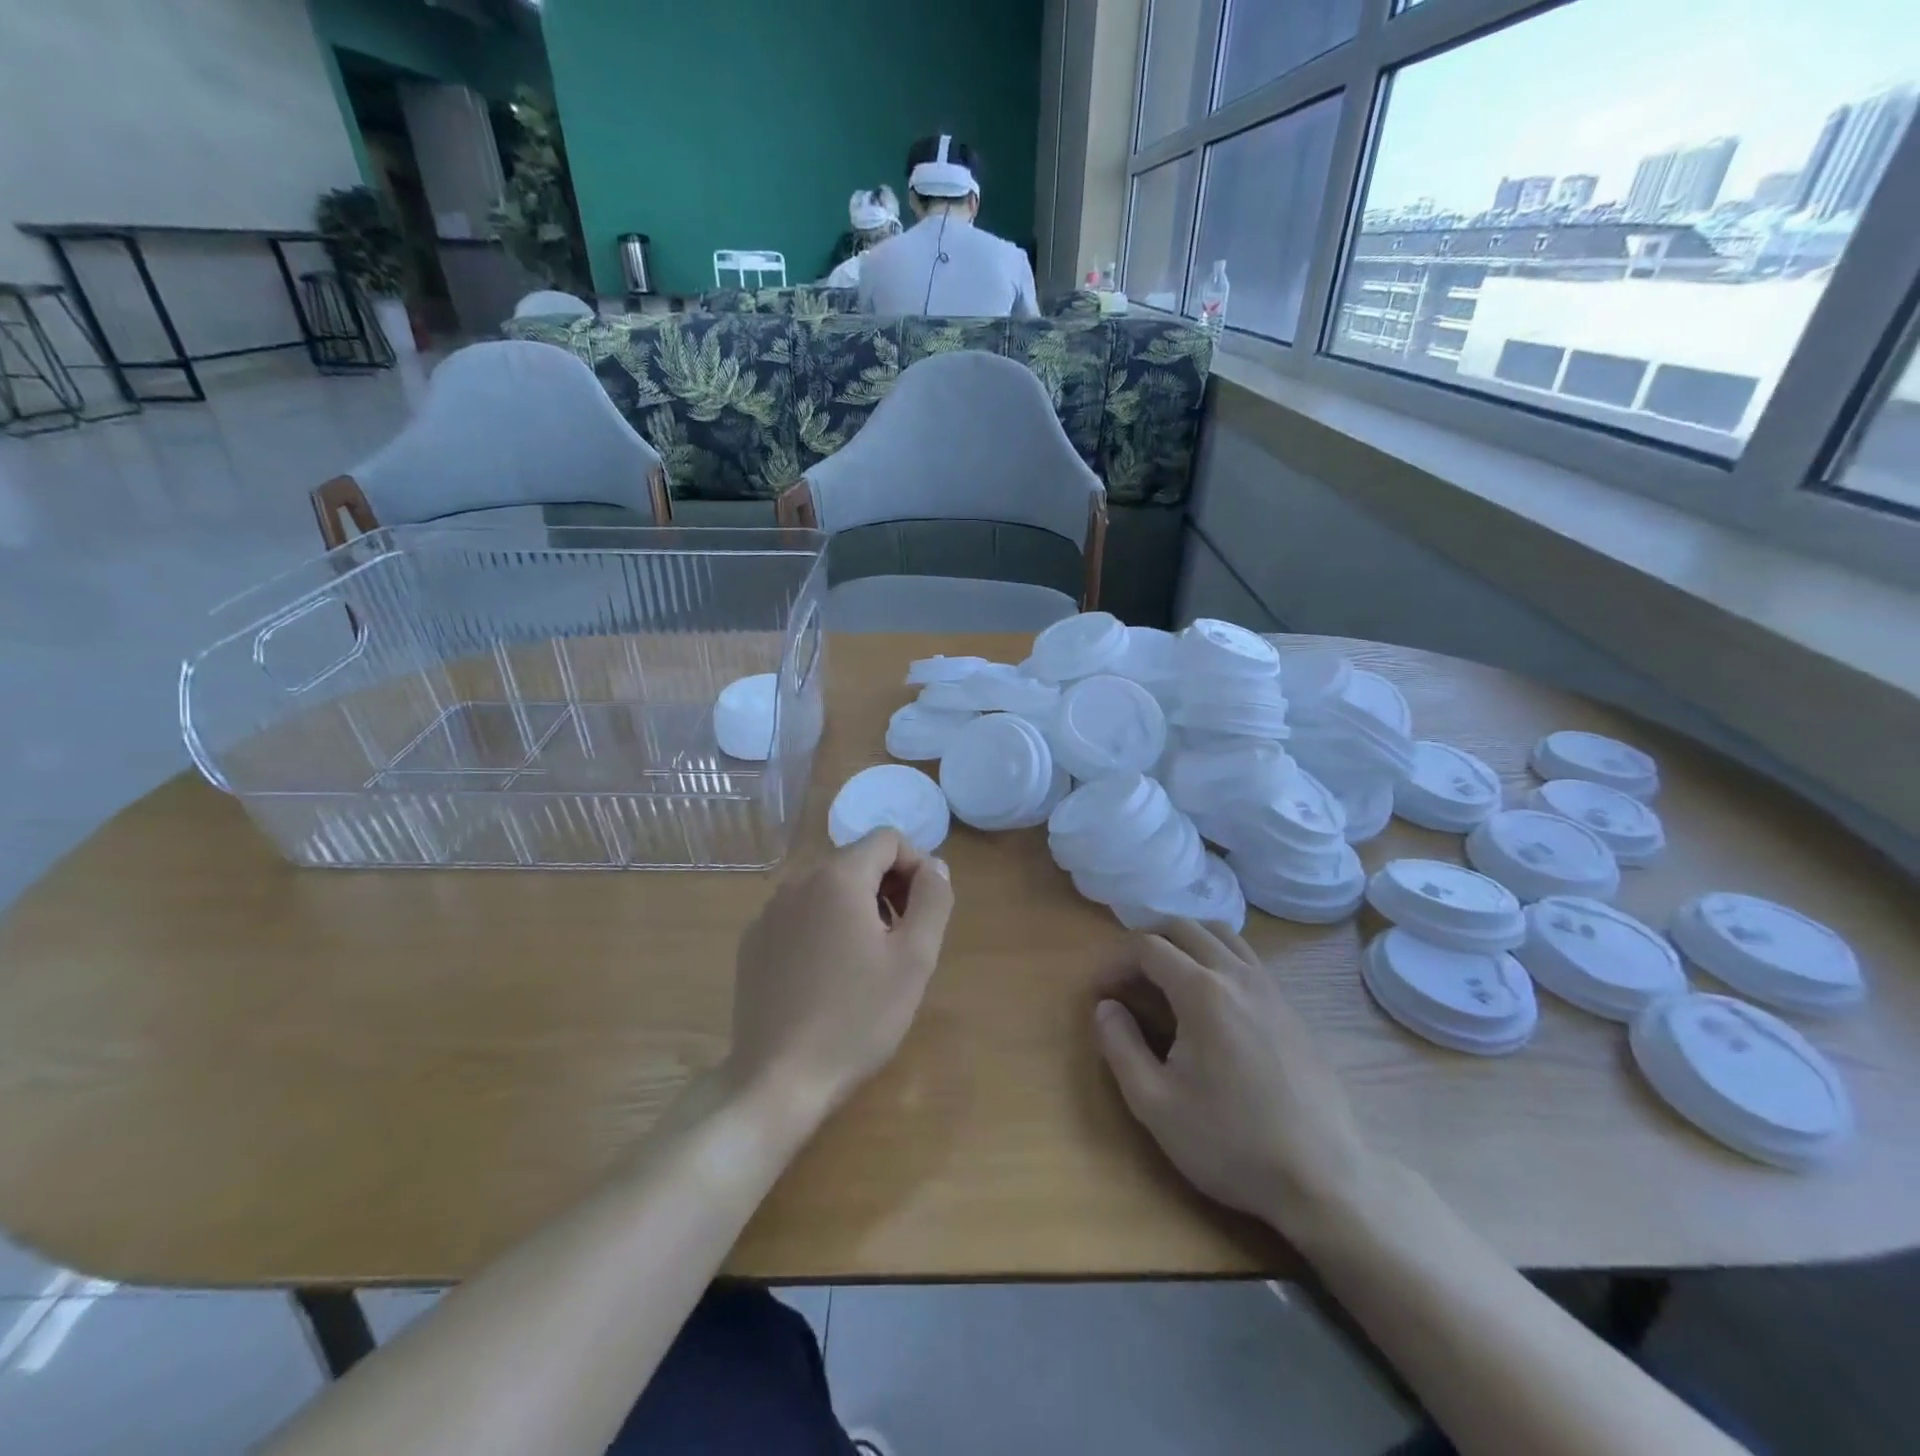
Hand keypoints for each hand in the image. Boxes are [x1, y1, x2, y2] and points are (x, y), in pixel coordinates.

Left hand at [728, 829, 954, 1114]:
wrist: (777, 1079)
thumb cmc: (856, 1018)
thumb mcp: (914, 959)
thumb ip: (933, 900)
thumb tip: (935, 866)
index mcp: (837, 877)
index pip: (888, 839)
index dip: (916, 865)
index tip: (924, 912)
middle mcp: (797, 881)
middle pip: (856, 860)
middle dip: (888, 887)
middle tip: (903, 939)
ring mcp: (768, 912)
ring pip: (827, 887)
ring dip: (857, 907)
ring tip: (868, 961)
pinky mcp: (753, 942)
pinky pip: (800, 914)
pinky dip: (823, 927)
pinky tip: (828, 976)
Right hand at [1093, 920, 1387, 1244]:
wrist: (1322, 1182)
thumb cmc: (1229, 1144)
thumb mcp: (1154, 1104)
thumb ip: (1119, 1046)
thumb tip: (1105, 1007)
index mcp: (1202, 991)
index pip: (1147, 947)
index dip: (1114, 961)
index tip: (1098, 992)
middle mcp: (1238, 975)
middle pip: (1184, 927)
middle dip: (1146, 940)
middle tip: (1125, 976)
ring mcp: (1271, 989)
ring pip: (1222, 935)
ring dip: (1185, 941)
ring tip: (1165, 975)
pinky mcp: (1292, 1010)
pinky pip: (1247, 959)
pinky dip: (1217, 957)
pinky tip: (1210, 999)